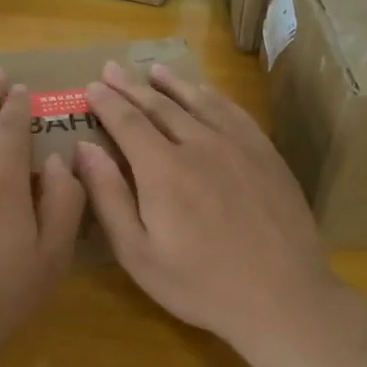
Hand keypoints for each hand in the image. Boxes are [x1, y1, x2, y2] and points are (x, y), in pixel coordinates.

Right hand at [72, 61, 343, 350]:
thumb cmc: (200, 284)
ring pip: (198, 101)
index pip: (127, 121)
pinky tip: (206, 93)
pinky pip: (234, 112)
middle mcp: (198, 144)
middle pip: (159, 105)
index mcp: (162, 169)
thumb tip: (83, 149)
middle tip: (112, 69)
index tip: (91, 87)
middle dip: (131, 86)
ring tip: (154, 70)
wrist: (282, 297)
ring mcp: (238, 146)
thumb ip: (108, 197)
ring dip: (172, 83)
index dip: (106, 102)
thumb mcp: (138, 253)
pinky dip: (213, 96)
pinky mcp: (266, 155)